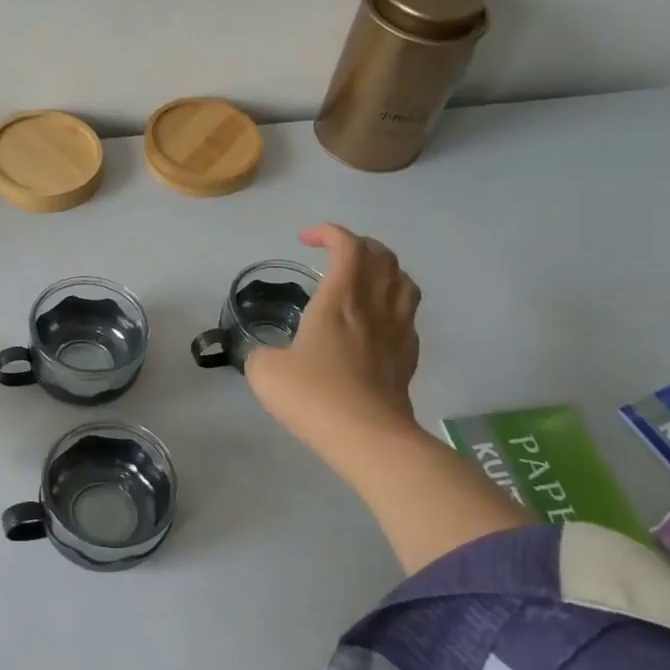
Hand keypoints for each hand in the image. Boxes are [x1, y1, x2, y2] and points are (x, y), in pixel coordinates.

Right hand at [246, 224, 422, 469]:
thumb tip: (265, 354)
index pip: (347, 245)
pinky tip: (377, 321)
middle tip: (335, 255)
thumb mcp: (265, 371)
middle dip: (359, 245)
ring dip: (384, 270)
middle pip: (383, 256)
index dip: (329, 233)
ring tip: (364, 280)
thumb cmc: (314, 395)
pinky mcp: (409, 356)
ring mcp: (398, 330)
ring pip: (404, 281)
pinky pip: (408, 314)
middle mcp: (374, 305)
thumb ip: (260, 353)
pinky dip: (393, 303)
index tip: (306, 239)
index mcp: (340, 298)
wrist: (367, 437)